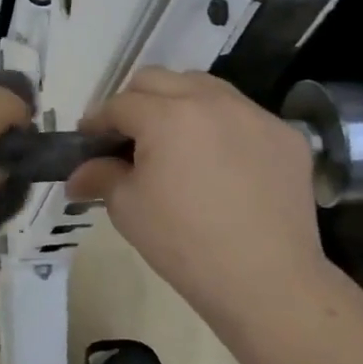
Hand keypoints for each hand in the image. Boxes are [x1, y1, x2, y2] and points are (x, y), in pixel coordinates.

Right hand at [67, 68, 324, 304]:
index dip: (97, 122)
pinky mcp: (286, 136)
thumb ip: (100, 176)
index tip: (88, 141)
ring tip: (175, 140)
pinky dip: (222, 126)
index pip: (119, 104)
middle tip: (128, 137)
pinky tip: (220, 162)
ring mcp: (254, 115)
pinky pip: (243, 115)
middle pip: (158, 80)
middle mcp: (211, 101)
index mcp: (167, 116)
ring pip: (203, 86)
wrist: (268, 283)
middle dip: (134, 102)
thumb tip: (77, 175)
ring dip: (179, 103)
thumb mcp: (127, 209)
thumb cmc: (184, 244)